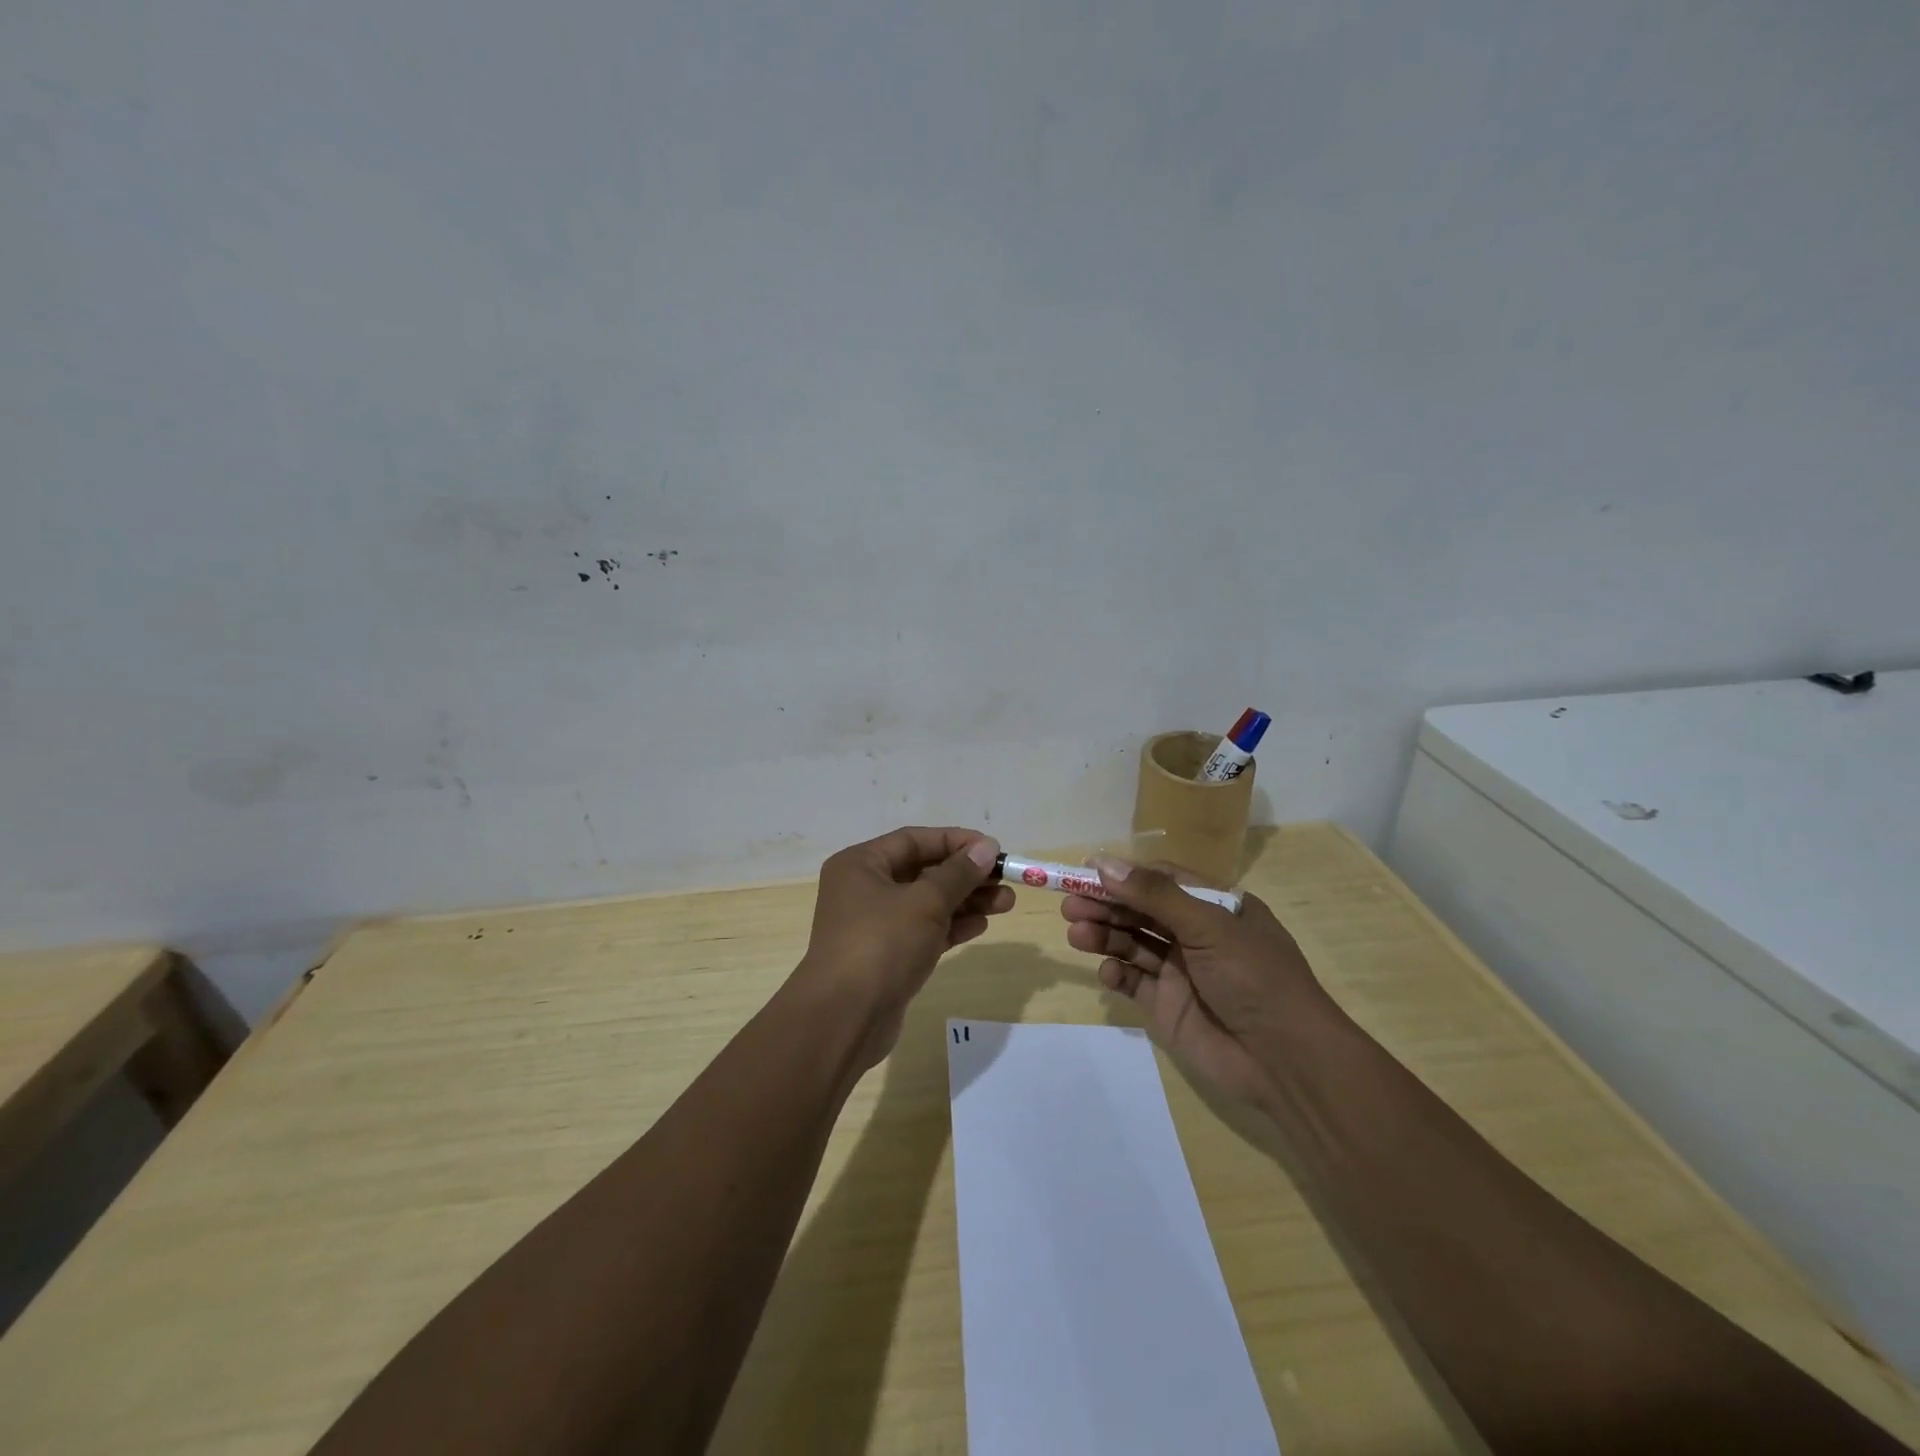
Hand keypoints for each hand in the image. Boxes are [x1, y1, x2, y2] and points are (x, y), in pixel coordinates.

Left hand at [795, 826, 1012, 1068]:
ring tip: (1006, 903)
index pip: (914, 840)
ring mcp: (874, 925)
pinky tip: (981, 925)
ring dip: (965, 901)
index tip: (994, 849)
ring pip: (927, 903)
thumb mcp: (925, 902)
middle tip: (1005, 880)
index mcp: (861, 864)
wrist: (844, 1019)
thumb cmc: (882, 945)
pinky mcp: (887, 956)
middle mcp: (864, 889)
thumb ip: (958, 873)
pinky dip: (951, 926)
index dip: (956, 841)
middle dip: (966, 875)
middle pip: (923, 871)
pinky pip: (924, 931)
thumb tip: (986, 847)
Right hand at [1061, 857, 1333, 1104]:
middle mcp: (1196, 934)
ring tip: (1076, 933)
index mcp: (1216, 906)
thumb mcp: (1209, 926)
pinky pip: (1133, 981)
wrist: (1285, 1060)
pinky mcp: (1168, 1006)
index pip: (1162, 879)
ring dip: (1104, 935)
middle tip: (1070, 904)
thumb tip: (1103, 862)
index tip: (1086, 870)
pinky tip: (1108, 972)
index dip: (1125, 874)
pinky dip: (1116, 973)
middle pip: (1141, 910)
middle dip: (1106, 905)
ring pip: (1132, 943)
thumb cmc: (1254, 977)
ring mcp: (1180, 971)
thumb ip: (1155, 895)